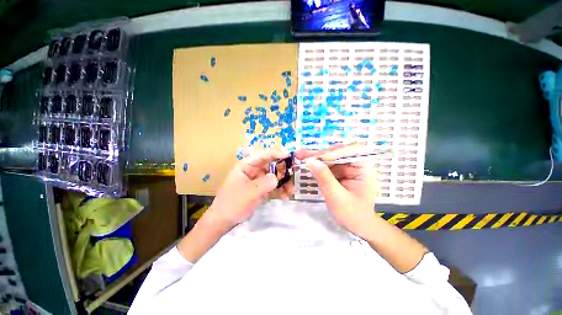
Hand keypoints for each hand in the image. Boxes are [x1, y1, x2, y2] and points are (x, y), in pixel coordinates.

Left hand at [206, 149, 294, 230]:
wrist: (222, 221)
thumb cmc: (233, 204)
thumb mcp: (249, 193)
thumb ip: (264, 184)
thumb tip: (278, 178)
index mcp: (246, 166)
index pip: (263, 155)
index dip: (276, 153)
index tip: (290, 156)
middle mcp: (252, 170)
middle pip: (270, 165)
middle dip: (283, 171)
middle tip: (294, 175)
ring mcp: (257, 180)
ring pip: (273, 177)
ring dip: (283, 183)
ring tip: (292, 191)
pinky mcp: (259, 189)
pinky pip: (271, 186)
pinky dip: (279, 190)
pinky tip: (285, 196)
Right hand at [295, 144, 379, 238]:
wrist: (357, 226)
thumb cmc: (352, 214)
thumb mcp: (337, 196)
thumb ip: (324, 177)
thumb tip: (310, 161)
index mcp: (365, 169)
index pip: (352, 151)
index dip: (336, 152)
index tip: (320, 158)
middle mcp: (356, 165)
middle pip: (337, 153)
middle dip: (319, 154)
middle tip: (302, 154)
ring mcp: (347, 169)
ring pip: (330, 158)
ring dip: (315, 157)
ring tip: (300, 155)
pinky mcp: (340, 174)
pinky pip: (327, 166)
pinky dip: (316, 165)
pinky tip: (305, 162)